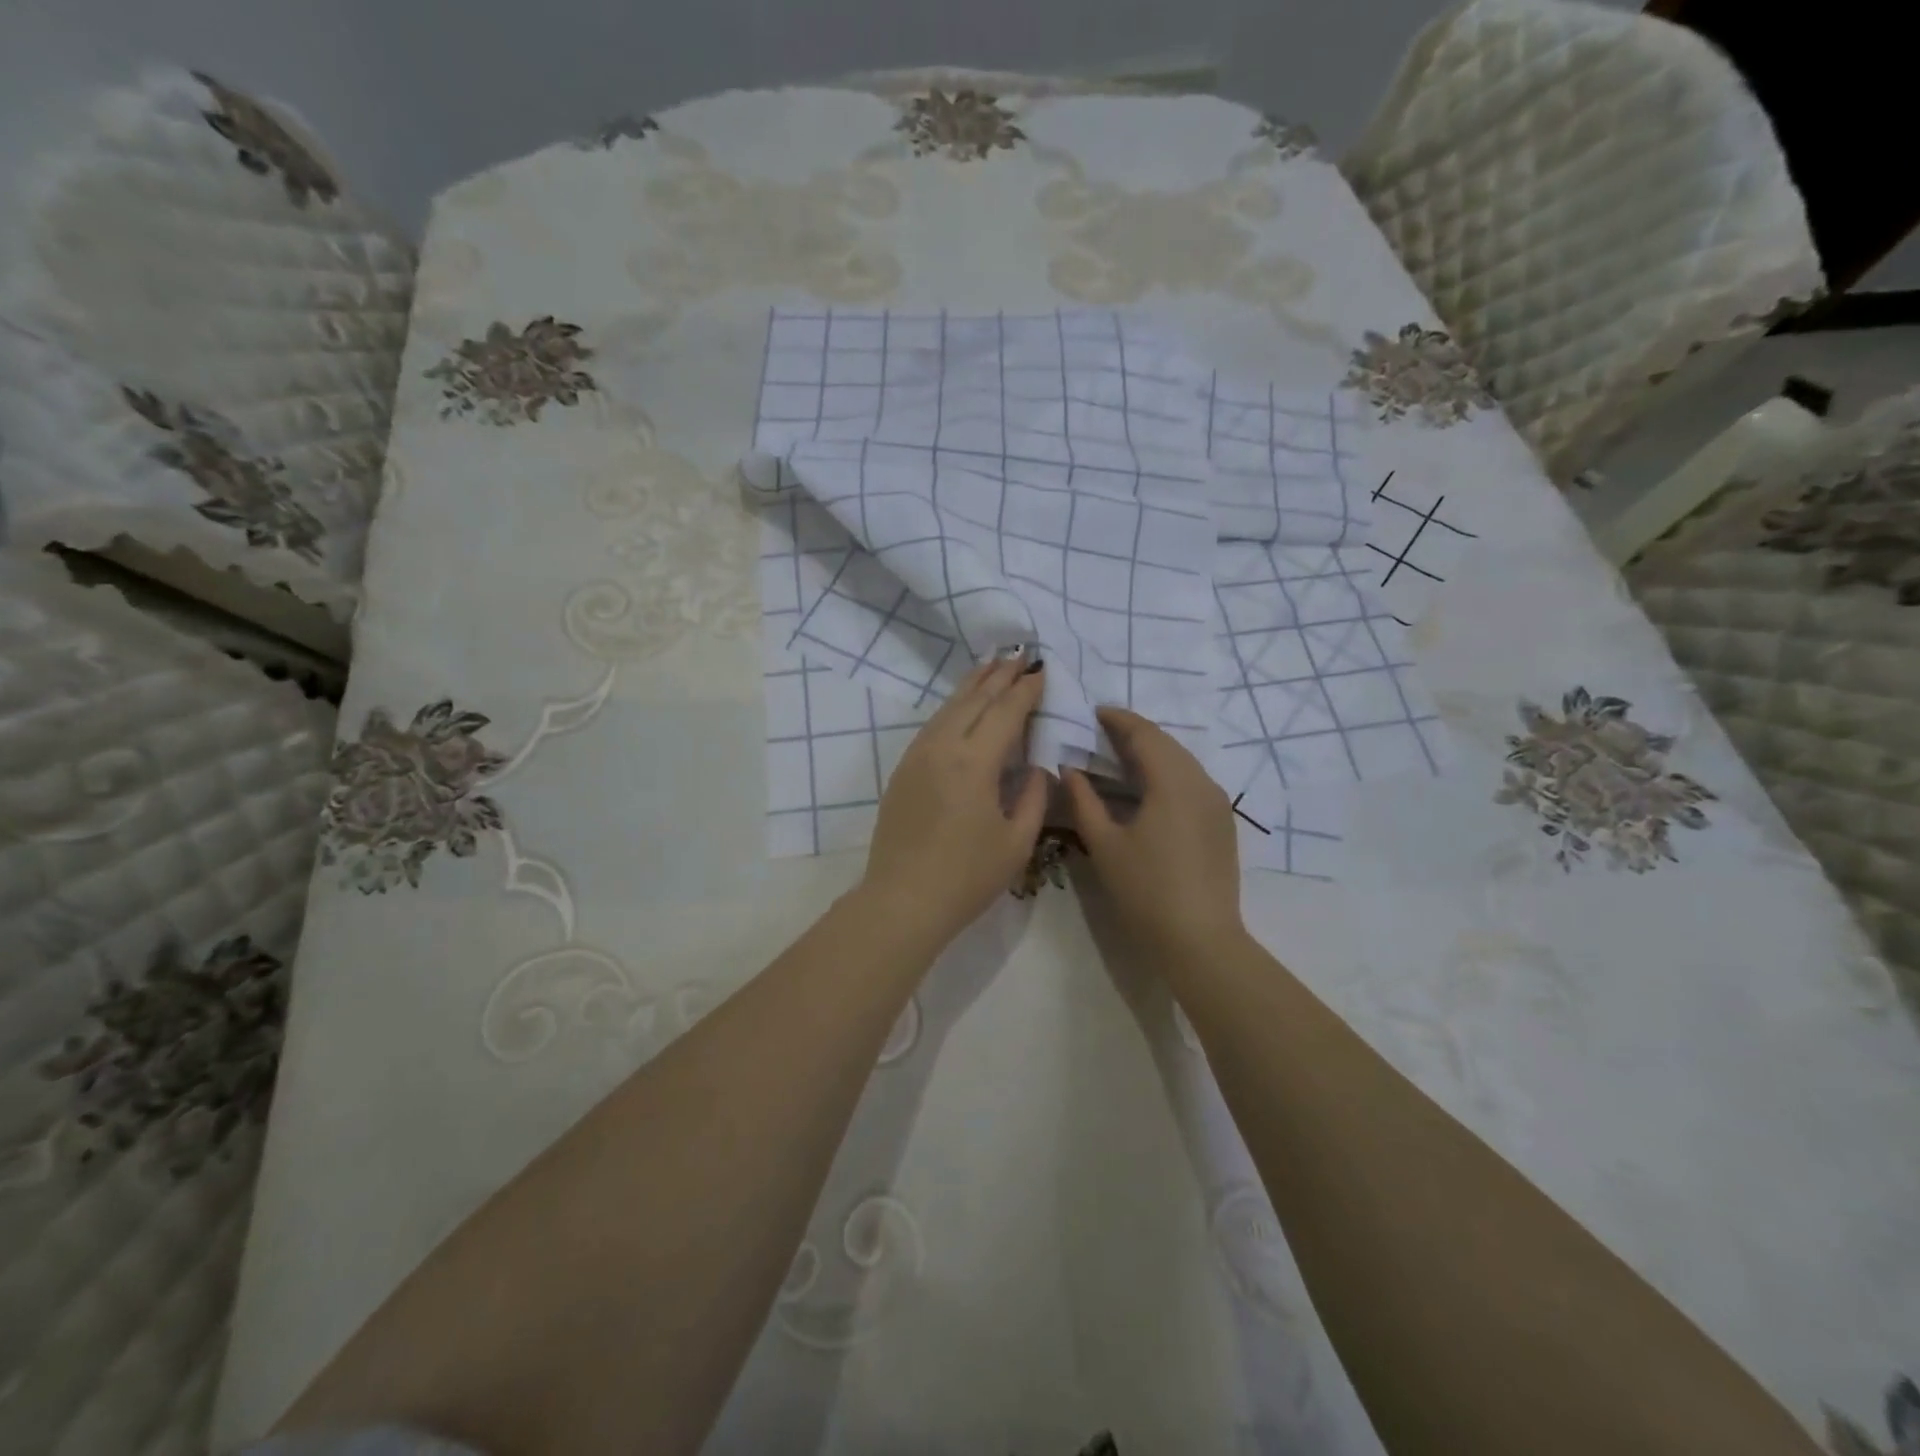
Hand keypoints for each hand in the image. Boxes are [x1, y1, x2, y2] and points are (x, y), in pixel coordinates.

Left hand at [856, 656, 1049, 946]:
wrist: (902, 900)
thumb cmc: (967, 877)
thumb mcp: (1016, 841)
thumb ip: (1032, 796)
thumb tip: (1036, 765)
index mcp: (974, 762)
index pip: (1006, 712)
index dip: (1027, 690)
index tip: (1044, 670)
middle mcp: (942, 747)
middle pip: (975, 699)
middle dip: (1000, 675)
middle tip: (1021, 653)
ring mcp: (917, 756)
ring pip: (948, 707)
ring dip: (973, 684)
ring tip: (992, 665)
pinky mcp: (903, 769)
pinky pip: (932, 725)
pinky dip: (953, 706)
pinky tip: (961, 705)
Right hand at [1063, 707, 1246, 958]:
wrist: (1200, 939)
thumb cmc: (1145, 890)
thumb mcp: (1104, 844)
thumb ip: (1083, 800)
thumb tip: (1069, 768)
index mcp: (1172, 781)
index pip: (1144, 734)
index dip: (1117, 719)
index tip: (1093, 712)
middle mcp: (1201, 782)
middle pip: (1166, 743)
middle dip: (1134, 733)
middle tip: (1101, 733)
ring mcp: (1217, 803)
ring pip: (1182, 762)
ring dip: (1152, 753)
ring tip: (1120, 757)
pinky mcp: (1223, 823)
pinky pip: (1192, 781)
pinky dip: (1167, 773)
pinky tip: (1147, 789)